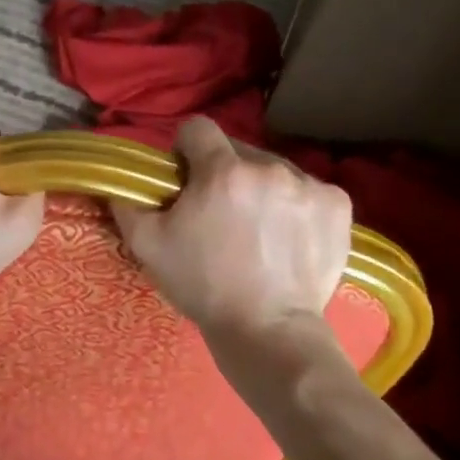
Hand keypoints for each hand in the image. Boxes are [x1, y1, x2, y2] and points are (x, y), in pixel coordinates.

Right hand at [112, 117, 351, 351]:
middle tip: (218, 211)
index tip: (185, 176)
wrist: (268, 331)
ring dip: (260, 187)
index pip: (197, 128)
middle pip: (237, 150)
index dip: (185, 148)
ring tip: (257, 228)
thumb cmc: (203, 286)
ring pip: (273, 170)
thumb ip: (128, 205)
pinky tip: (288, 236)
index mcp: (222, 172)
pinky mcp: (338, 206)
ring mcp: (308, 185)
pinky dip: (295, 205)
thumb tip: (121, 185)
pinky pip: (308, 190)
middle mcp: (268, 167)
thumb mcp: (148, 247)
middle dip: (224, 172)